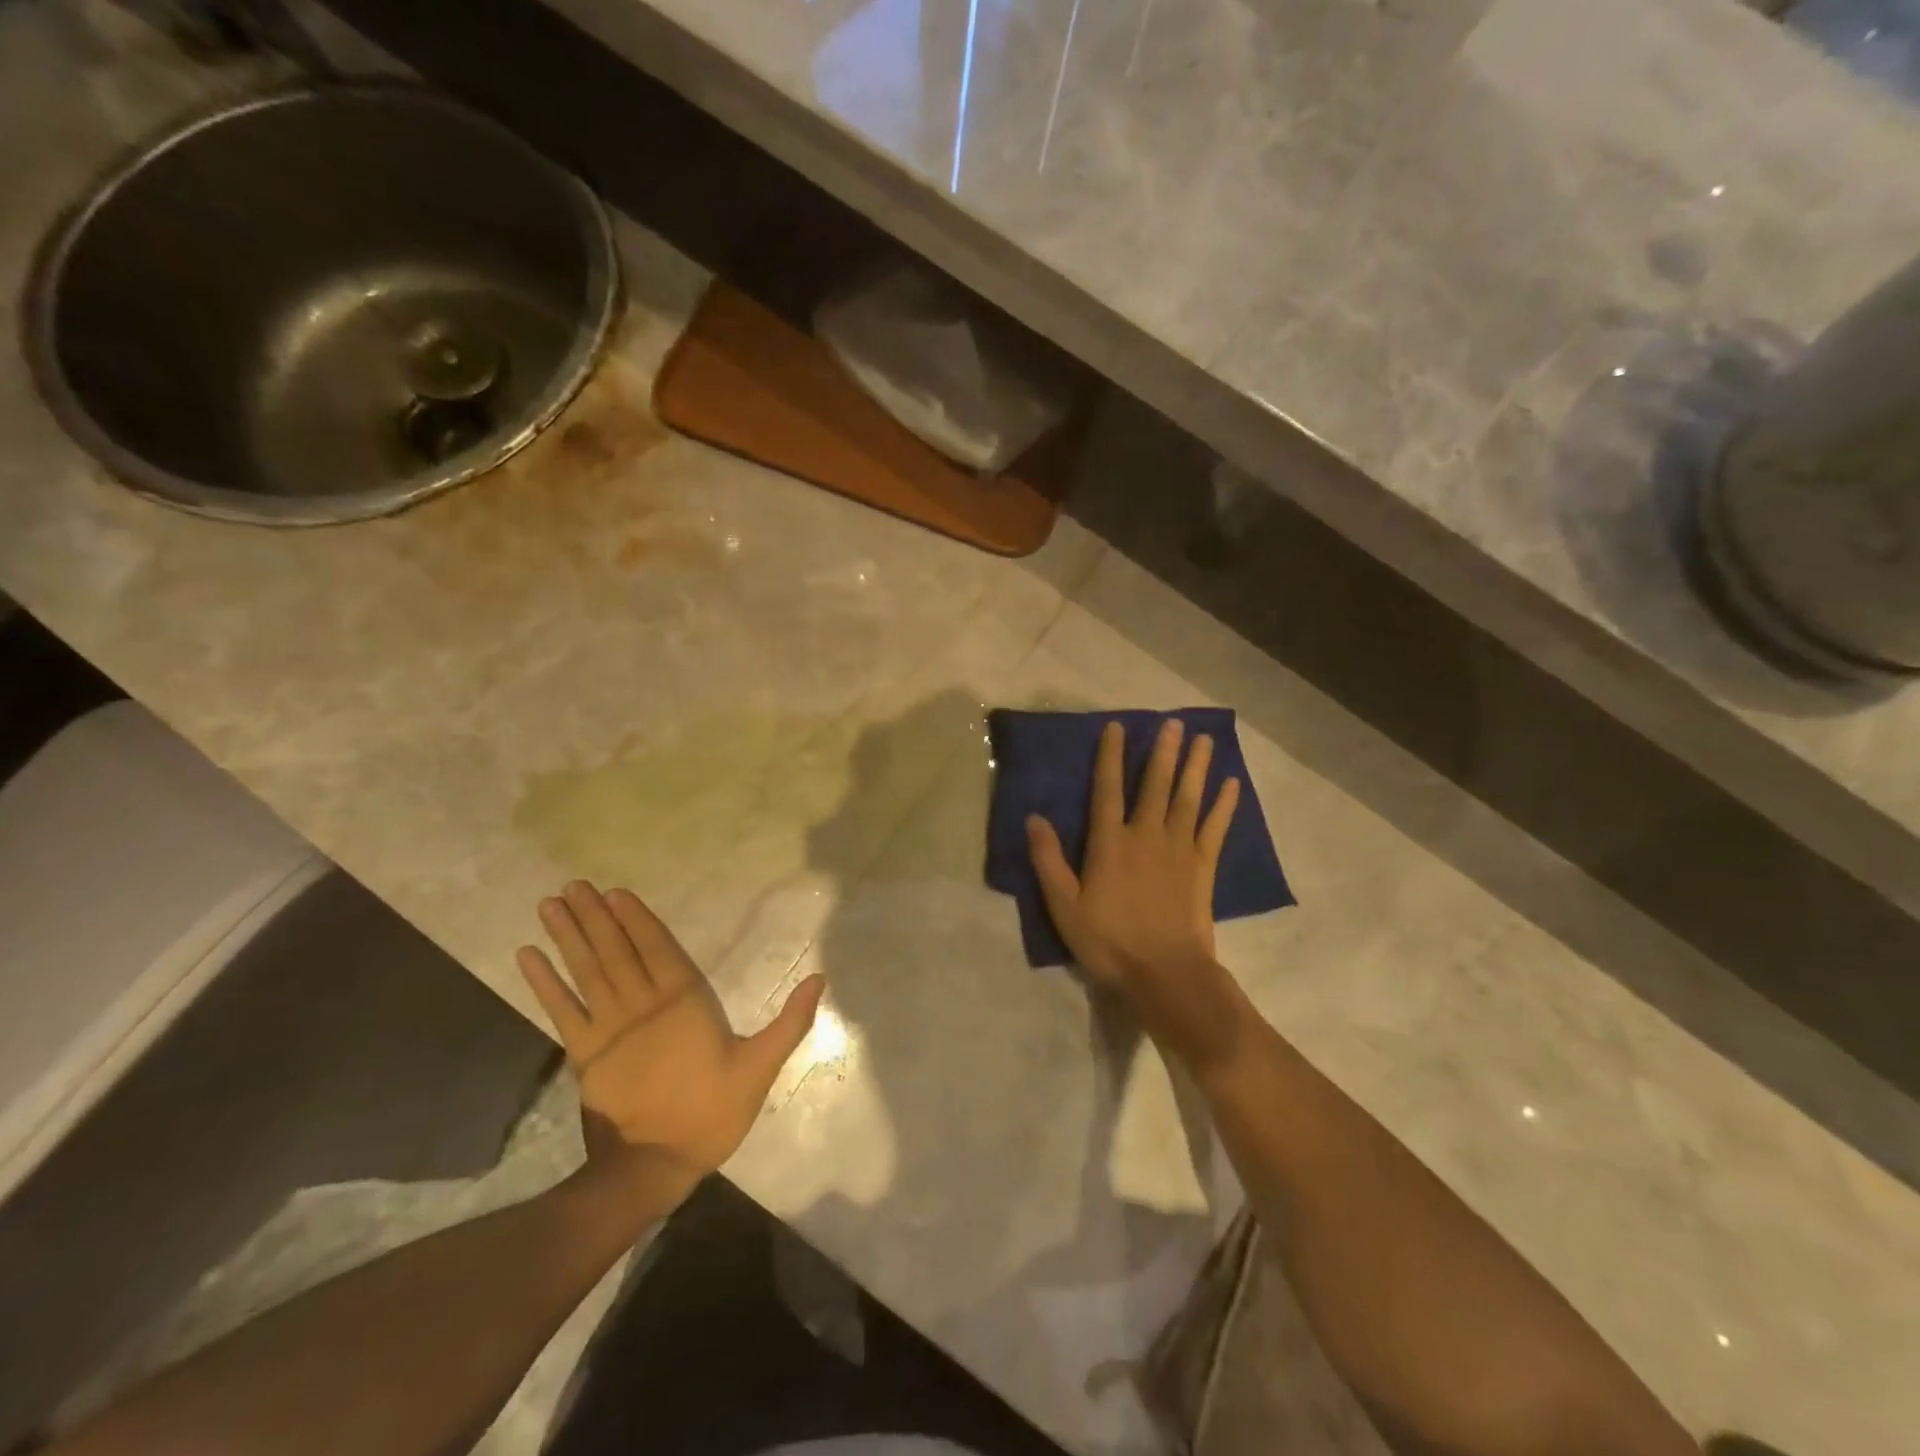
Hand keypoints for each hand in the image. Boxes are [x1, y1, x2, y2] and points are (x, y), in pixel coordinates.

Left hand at [517, 882, 824, 1202]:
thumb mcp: (761, 1068)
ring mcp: (608, 1030)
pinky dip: (543, 983)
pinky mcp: (584, 1055)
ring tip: (551, 904)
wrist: (653, 1168)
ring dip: (568, 937)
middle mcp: (643, 1006)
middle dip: (595, 917)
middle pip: (616, 952)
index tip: (614, 892)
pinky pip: (560, 1011)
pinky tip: (527, 957)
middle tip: (573, 885)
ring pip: (587, 972)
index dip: (636, 919)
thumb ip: (790, 1022)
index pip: (658, 949)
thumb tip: (818, 978)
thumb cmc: (711, 1113)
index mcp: (684, 1003)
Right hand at [1026, 718, 1253, 1075]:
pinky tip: (1231, 785)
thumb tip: (1034, 818)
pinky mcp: (1202, 867)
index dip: (1110, 756)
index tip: (1117, 727)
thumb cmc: (1108, 941)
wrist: (1164, 974)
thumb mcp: (1064, 906)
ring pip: (1188, 798)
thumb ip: (1048, 860)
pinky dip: (1224, 806)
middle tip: (1174, 723)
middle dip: (1163, 752)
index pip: (1107, 789)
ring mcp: (1179, 849)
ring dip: (1196, 767)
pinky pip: (1215, 828)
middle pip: (1155, 785)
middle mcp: (1146, 835)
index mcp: (1110, 843)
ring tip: (1205, 740)